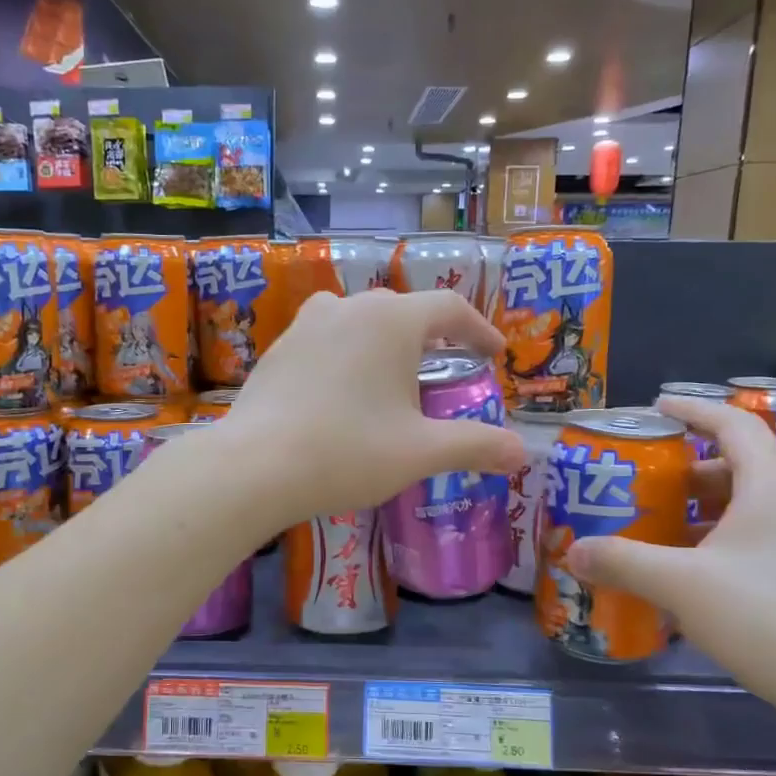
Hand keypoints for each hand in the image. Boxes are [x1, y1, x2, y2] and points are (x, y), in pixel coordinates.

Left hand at [222, 288, 525, 526]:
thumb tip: (521, 453)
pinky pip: (324, 340)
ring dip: (383, 341)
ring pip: (358, 320)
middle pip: (402, 310)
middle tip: (446, 370)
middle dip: (431, 337)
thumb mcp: (420, 452)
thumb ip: (475, 445)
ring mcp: (305, 326)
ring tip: (392, 375)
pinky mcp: (277, 351)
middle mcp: (347, 309)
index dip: (479, 329)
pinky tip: (341, 392)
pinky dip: (346, 355)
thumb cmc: (347, 452)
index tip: (494, 355)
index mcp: (390, 320)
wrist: (254, 467)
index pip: (449, 308)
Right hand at [564, 397, 775, 741]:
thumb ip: (622, 562)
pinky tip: (695, 579)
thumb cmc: (773, 620)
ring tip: (660, 531)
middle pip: (740, 467)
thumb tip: (572, 551)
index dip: (694, 409)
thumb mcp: (682, 586)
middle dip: (688, 470)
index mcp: (774, 488)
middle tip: (644, 484)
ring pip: (752, 509)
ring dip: (704, 512)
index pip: (734, 425)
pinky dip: (723, 544)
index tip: (657, 407)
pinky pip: (763, 543)